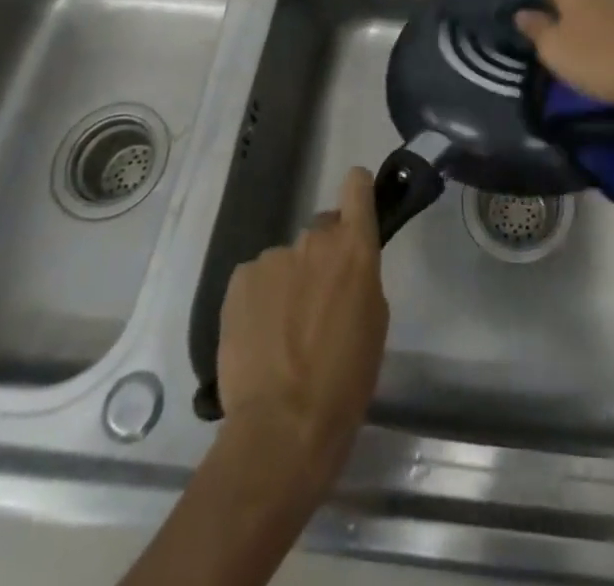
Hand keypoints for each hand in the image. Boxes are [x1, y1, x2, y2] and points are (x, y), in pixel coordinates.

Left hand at [216, 167, 387, 483]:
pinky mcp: (239, 280)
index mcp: (355, 248)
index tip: (356, 204)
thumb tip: (344, 269)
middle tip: (318, 300)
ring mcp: (273, 258)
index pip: (357, 186)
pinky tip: (259, 335)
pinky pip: (256, 278)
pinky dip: (259, 298)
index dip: (357, 191)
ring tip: (283, 331)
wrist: (282, 427)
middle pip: (321, 228)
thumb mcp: (374, 323)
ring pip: (287, 259)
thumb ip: (361, 278)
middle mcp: (314, 240)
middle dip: (322, 254)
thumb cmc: (345, 381)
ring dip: (289, 281)